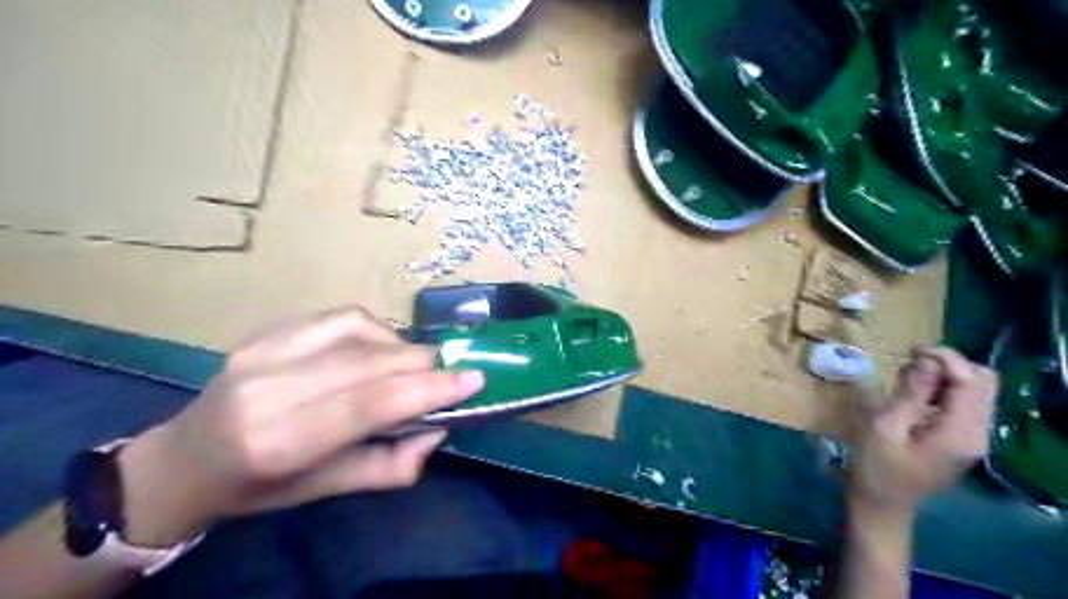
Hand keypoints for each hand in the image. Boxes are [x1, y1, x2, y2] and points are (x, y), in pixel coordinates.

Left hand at [117, 309, 484, 548]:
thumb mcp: (328, 491)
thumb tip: (439, 427)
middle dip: (424, 363)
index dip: (427, 388)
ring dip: (402, 346)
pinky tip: (383, 349)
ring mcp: (261, 352)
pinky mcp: (264, 331)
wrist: (185, 460)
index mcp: (278, 442)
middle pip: (367, 361)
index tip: (473, 379)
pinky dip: (376, 330)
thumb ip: (392, 464)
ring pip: (358, 331)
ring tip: (417, 365)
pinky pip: (339, 318)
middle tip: (455, 371)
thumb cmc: (260, 487)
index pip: (368, 404)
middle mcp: (266, 389)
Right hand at [853, 349, 1001, 510]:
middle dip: (948, 365)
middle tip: (909, 363)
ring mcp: (973, 438)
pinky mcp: (962, 440)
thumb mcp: (885, 425)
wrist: (882, 504)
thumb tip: (927, 360)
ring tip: (907, 378)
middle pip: (983, 383)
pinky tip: (914, 394)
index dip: (946, 358)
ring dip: (946, 376)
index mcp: (960, 432)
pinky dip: (944, 390)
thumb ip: (911, 393)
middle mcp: (977, 434)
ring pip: (976, 391)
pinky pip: (965, 404)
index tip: (910, 349)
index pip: (971, 380)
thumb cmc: (876, 465)